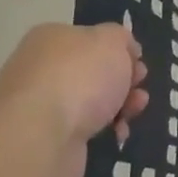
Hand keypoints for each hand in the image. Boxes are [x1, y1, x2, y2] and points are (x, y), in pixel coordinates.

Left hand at [0, 23, 147, 176]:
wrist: (41, 137)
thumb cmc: (79, 77)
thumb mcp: (111, 41)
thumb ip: (120, 38)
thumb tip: (122, 49)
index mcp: (50, 39)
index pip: (89, 38)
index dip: (119, 49)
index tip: (138, 61)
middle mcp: (38, 69)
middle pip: (91, 71)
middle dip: (122, 80)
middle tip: (139, 87)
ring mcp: (38, 106)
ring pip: (88, 101)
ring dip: (118, 105)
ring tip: (135, 111)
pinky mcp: (42, 138)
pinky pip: (80, 129)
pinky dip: (103, 130)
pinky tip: (117, 134)